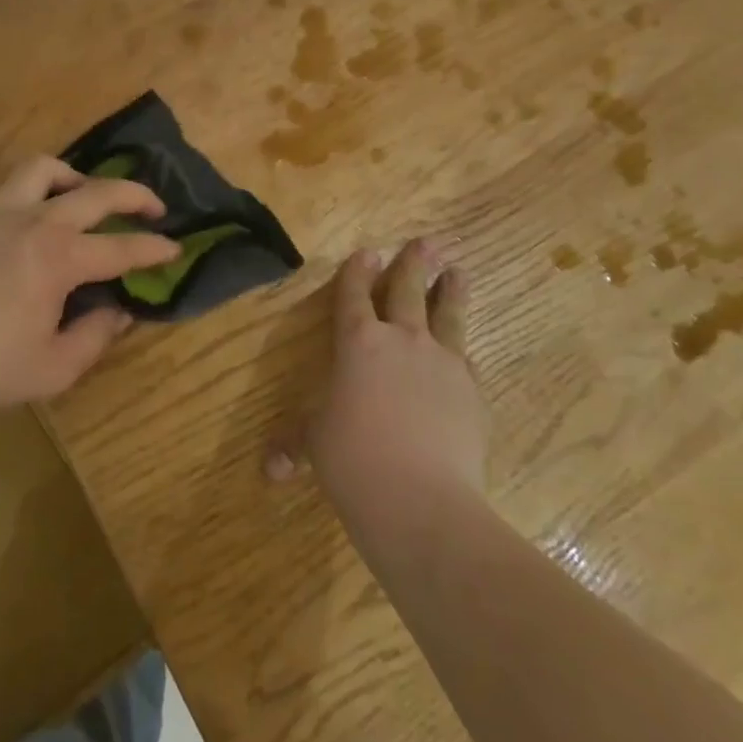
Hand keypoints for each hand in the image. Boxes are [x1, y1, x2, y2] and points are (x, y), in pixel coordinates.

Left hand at [0, 156, 179, 411]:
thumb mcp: (53, 369)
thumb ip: (95, 336)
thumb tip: (119, 310)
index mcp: (60, 258)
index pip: (121, 247)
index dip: (154, 249)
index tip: (175, 248)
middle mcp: (35, 222)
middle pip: (96, 192)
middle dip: (135, 195)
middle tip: (154, 207)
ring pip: (45, 169)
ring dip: (76, 177)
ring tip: (86, 195)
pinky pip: (11, 188)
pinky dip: (35, 192)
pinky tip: (33, 221)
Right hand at [272, 239, 487, 512]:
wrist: (422, 500)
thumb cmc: (353, 461)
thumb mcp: (316, 446)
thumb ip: (295, 446)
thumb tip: (270, 469)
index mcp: (358, 342)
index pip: (354, 294)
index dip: (358, 271)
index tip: (367, 252)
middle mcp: (402, 340)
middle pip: (408, 290)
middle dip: (414, 263)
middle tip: (426, 241)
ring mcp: (443, 362)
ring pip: (448, 315)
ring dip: (452, 291)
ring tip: (459, 272)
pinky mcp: (472, 391)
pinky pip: (466, 360)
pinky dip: (462, 351)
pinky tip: (465, 353)